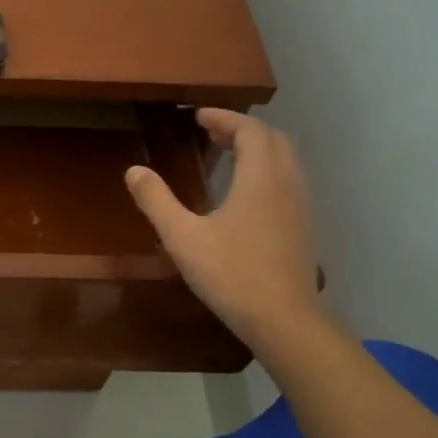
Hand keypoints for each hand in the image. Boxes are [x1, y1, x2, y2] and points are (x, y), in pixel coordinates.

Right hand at [124, 108, 324, 350]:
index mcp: (261, 178)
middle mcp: (287, 184)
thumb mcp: (183, 237)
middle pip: (273, 140)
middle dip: (242, 129)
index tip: (198, 116)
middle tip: (210, 132)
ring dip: (258, 149)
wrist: (285, 321)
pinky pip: (288, 181)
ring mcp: (300, 207)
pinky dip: (267, 170)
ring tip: (227, 155)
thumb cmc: (232, 274)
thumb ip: (157, 201)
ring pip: (285, 161)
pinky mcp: (303, 228)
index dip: (224, 118)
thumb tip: (134, 171)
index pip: (250, 130)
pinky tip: (245, 194)